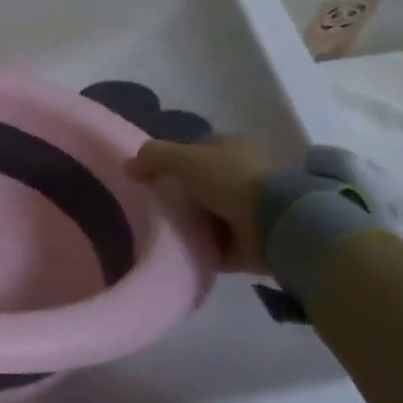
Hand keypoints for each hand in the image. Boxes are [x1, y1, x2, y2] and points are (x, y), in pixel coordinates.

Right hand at [129, 136, 274, 274]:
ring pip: (209, 216)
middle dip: (181, 197)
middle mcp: (242, 176)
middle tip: (153, 209)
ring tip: (162, 233)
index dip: (173, 162)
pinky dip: (202, 250)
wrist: (275, 223)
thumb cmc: (230, 179)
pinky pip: (217, 247)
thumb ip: (154, 157)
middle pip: (201, 186)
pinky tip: (180, 254)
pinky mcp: (251, 244)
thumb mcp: (184, 158)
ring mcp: (249, 211)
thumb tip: (128, 166)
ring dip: (191, 225)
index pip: (196, 152)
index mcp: (231, 148)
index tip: (152, 179)